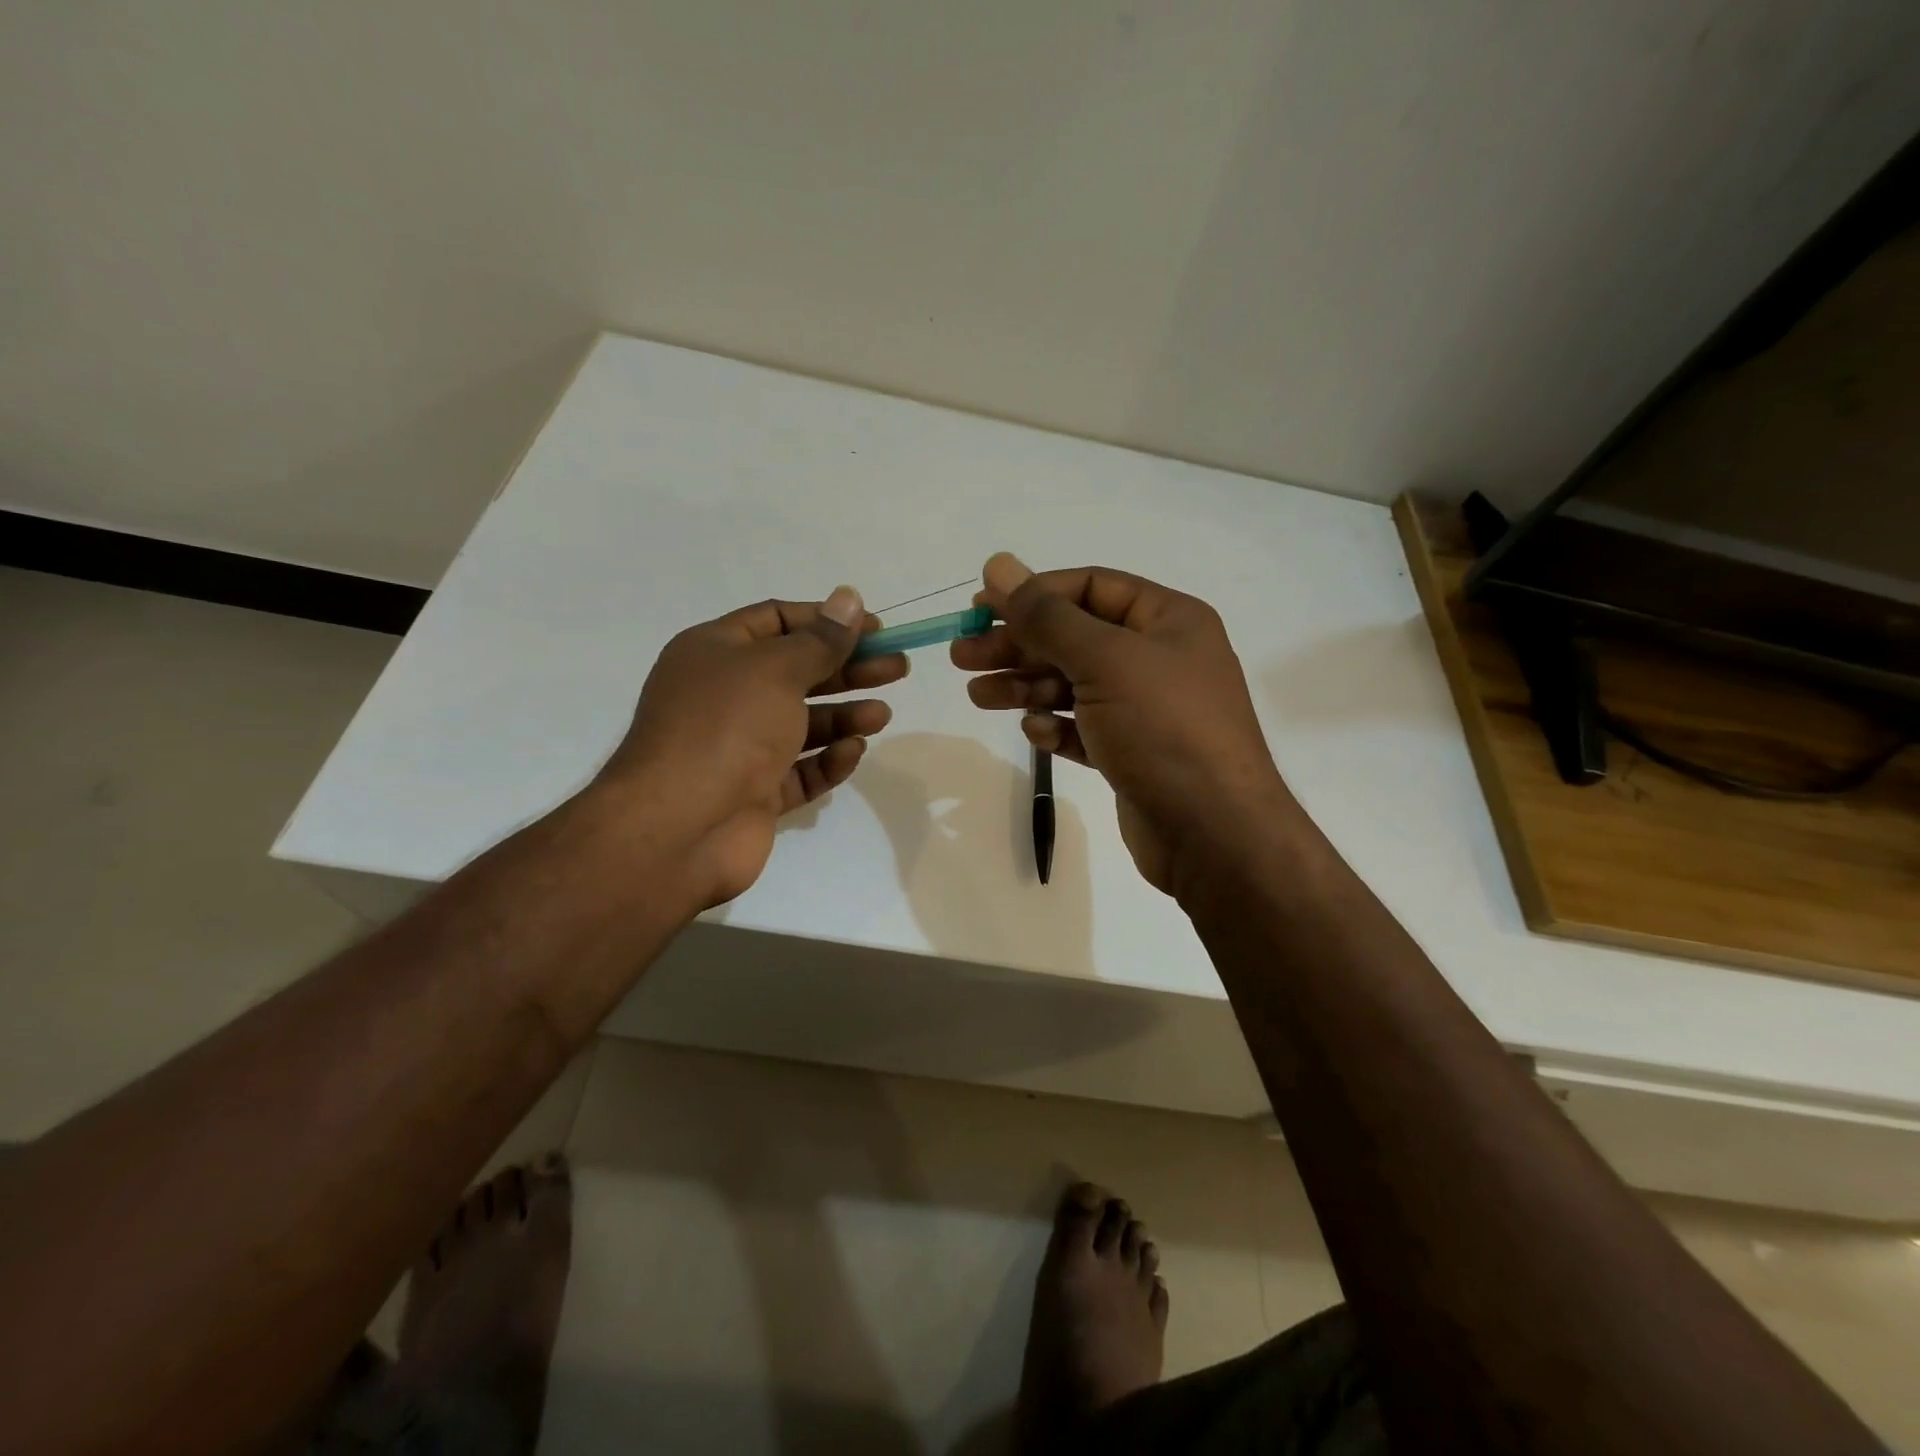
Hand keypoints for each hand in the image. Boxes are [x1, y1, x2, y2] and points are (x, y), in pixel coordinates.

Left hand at [599, 587, 906, 907]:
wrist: (681, 826)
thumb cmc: (726, 728)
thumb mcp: (777, 670)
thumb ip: (821, 639)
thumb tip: (849, 597)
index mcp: (716, 652)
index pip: (778, 621)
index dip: (828, 621)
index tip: (876, 628)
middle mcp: (726, 696)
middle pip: (798, 672)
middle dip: (849, 668)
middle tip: (898, 667)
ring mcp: (741, 747)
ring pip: (803, 724)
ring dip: (845, 716)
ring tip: (882, 715)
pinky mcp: (756, 792)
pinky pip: (801, 769)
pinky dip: (828, 760)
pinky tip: (853, 752)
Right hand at [953, 554, 1289, 896]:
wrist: (1214, 833)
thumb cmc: (1164, 729)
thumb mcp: (1104, 660)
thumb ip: (1047, 616)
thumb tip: (998, 563)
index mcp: (1168, 620)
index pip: (1090, 588)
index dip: (1034, 594)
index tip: (981, 609)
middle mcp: (1159, 657)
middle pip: (1074, 637)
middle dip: (1019, 645)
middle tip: (963, 656)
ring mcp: (1146, 708)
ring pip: (1073, 684)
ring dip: (1025, 687)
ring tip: (978, 696)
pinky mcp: (1132, 752)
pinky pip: (1084, 727)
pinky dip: (1056, 727)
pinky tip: (1035, 733)